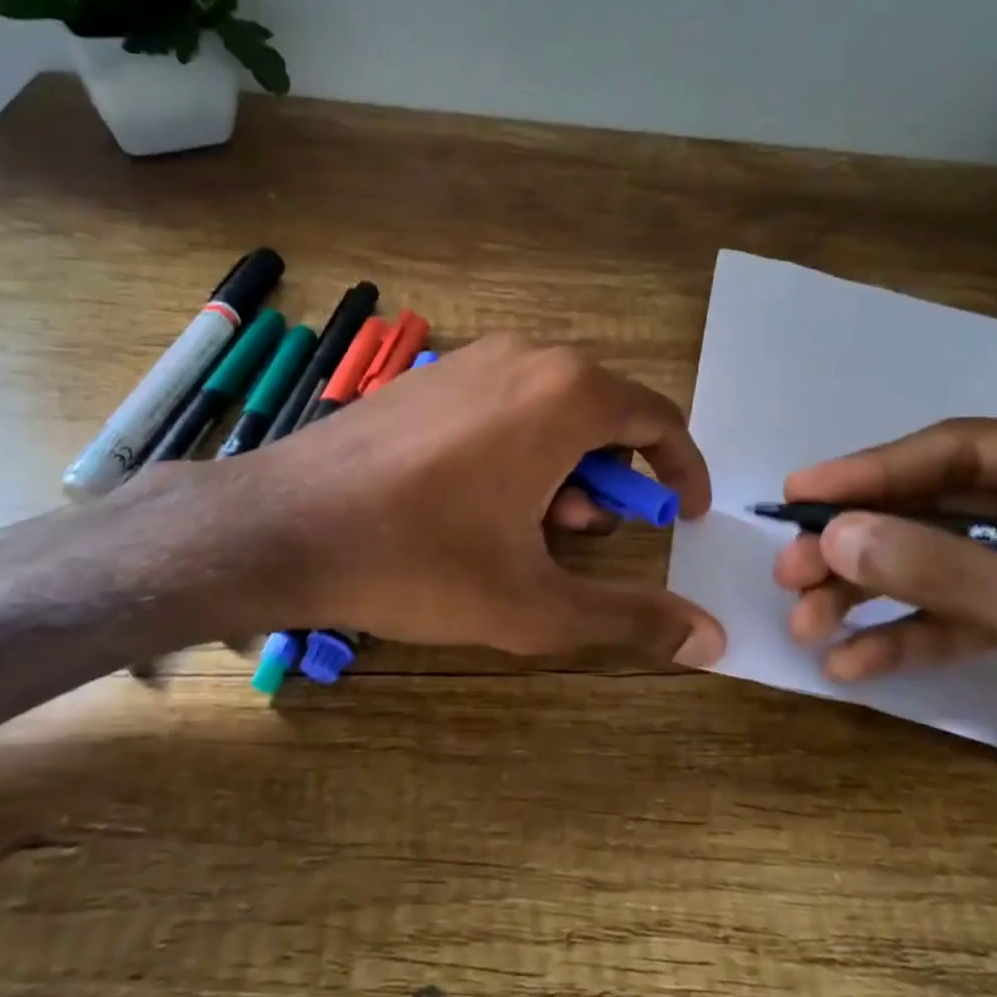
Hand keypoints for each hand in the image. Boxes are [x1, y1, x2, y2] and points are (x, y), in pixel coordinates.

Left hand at [136, 335, 725, 664]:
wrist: (283, 526)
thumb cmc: (420, 561)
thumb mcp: (535, 605)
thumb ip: (630, 617)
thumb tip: (712, 639)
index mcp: (566, 394)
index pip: (659, 418)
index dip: (682, 470)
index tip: (686, 516)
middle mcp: (524, 357)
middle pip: (602, 413)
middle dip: (612, 478)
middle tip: (587, 537)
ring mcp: (469, 360)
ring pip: (548, 410)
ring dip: (561, 469)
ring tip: (528, 530)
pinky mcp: (426, 379)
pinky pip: (500, 406)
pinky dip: (516, 450)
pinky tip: (475, 504)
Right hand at [773, 419, 996, 874]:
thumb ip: (956, 573)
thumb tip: (835, 536)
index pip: (964, 452)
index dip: (872, 472)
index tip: (797, 497)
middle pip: (931, 509)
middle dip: (858, 546)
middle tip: (788, 574)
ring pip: (927, 561)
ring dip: (862, 593)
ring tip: (805, 625)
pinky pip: (945, 613)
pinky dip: (897, 636)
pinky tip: (850, 665)